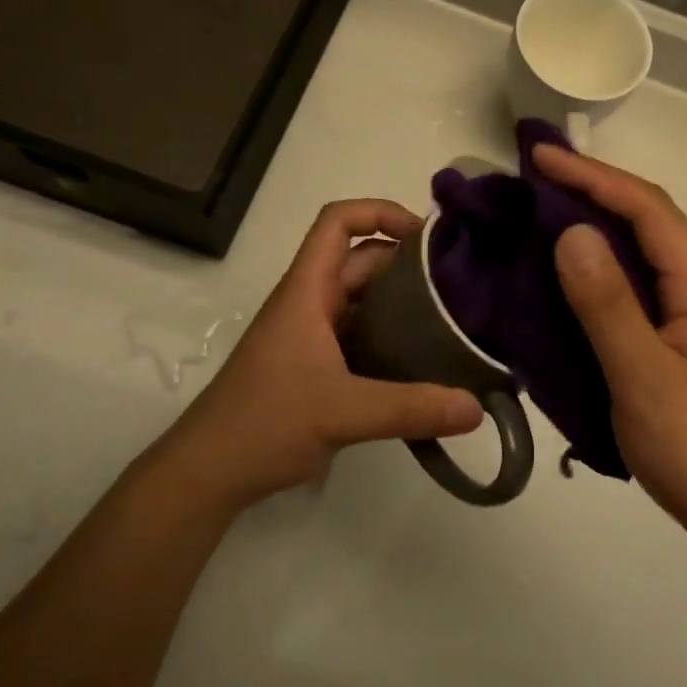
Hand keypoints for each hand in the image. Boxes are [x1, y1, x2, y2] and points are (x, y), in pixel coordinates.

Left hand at [152, 200, 481, 514]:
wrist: (208, 474)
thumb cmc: (263, 423)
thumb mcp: (342, 412)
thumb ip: (410, 408)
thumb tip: (477, 408)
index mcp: (307, 291)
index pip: (337, 222)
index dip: (379, 212)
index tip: (426, 235)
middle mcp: (310, 304)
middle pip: (361, 260)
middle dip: (407, 262)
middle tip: (458, 283)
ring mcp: (312, 336)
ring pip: (363, 300)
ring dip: (402, 302)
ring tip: (452, 318)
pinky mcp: (316, 367)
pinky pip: (362, 336)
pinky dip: (392, 338)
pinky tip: (424, 361)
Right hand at [534, 146, 686, 554]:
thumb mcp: (647, 380)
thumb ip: (608, 305)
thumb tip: (571, 231)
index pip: (646, 207)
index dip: (591, 175)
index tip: (537, 155)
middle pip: (648, 220)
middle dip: (592, 190)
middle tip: (531, 179)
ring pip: (645, 252)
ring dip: (597, 227)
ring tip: (541, 215)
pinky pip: (642, 286)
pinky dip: (603, 268)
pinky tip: (571, 277)